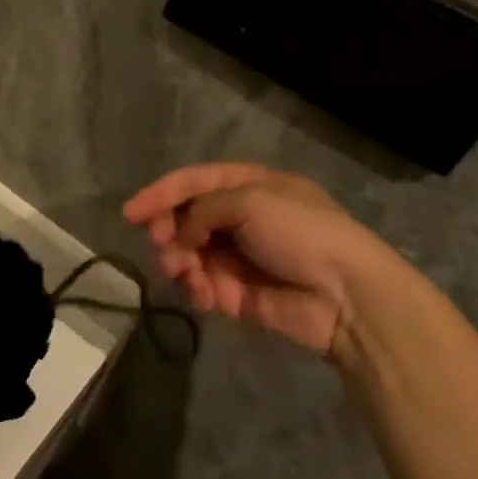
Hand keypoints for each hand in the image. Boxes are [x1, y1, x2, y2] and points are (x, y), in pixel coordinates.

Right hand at [124, 163, 417, 355]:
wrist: (347, 296)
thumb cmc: (301, 232)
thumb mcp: (251, 200)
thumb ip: (204, 209)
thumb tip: (184, 233)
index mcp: (249, 186)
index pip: (193, 182)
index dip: (160, 194)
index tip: (130, 213)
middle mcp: (241, 218)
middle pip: (186, 219)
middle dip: (168, 231)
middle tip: (160, 245)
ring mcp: (238, 257)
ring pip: (189, 254)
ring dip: (179, 262)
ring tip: (182, 272)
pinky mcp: (238, 294)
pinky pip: (202, 286)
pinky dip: (196, 289)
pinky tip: (204, 294)